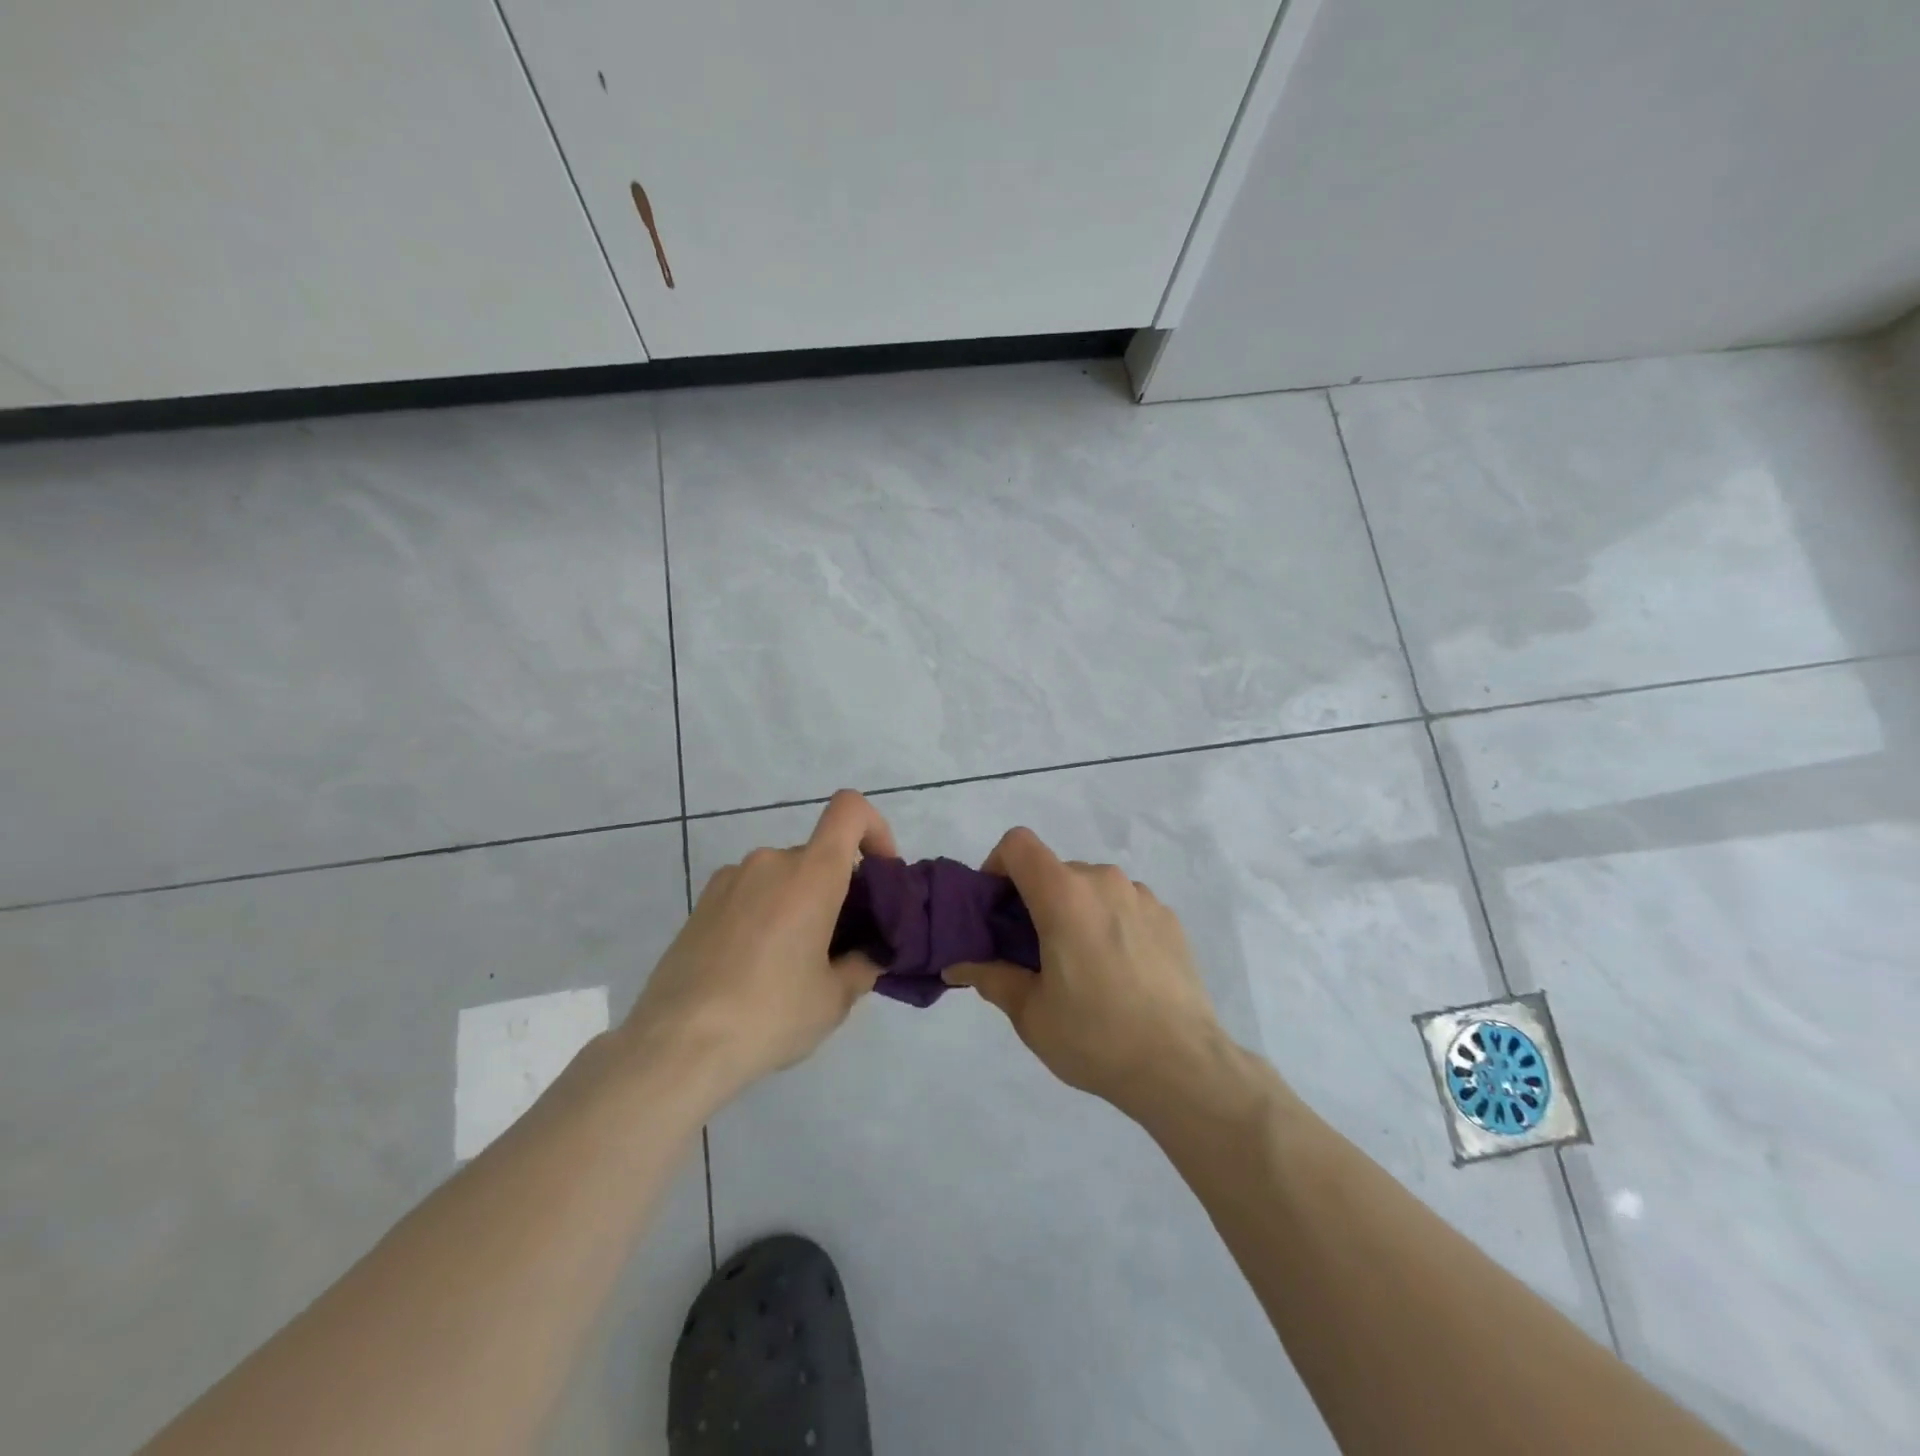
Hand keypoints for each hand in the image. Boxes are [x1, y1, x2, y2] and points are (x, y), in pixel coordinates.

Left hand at [624, 790, 896, 1100]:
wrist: (677, 1045)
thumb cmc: (770, 1013)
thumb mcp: (834, 999)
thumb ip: (863, 966)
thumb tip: (870, 955)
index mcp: (811, 874)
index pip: (850, 810)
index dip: (875, 829)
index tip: (881, 874)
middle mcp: (770, 861)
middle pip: (818, 856)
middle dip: (837, 889)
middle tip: (840, 945)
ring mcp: (730, 879)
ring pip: (783, 877)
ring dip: (799, 904)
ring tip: (792, 964)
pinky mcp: (701, 903)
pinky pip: (750, 894)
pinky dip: (765, 914)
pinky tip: (754, 967)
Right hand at [944, 827, 1224, 1117]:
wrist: (1182, 1066)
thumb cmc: (1095, 1036)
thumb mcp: (1030, 1014)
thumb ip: (991, 977)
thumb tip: (958, 966)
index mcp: (1064, 895)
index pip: (1018, 844)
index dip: (998, 865)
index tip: (998, 909)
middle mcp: (1104, 881)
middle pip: (1055, 871)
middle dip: (1037, 901)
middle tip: (1035, 952)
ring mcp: (1142, 896)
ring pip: (1092, 888)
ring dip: (1077, 912)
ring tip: (1084, 967)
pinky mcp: (1169, 918)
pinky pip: (1125, 905)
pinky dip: (1111, 924)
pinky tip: (1121, 973)